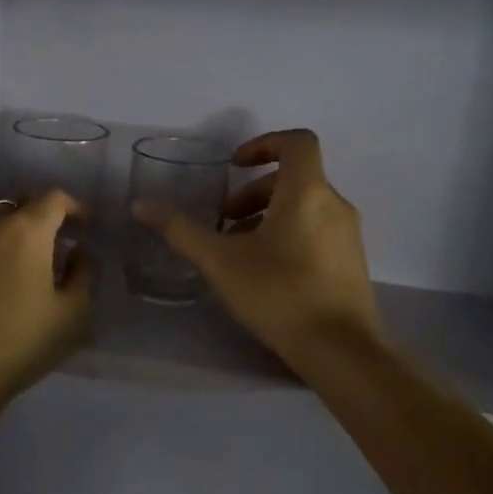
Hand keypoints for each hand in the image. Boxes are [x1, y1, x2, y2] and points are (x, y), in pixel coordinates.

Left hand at [0, 190, 92, 437]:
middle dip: (38, 219)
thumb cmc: (16, 344)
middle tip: (51, 247)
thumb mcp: (69, 316)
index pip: (53, 198)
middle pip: (18, 206)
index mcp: (26, 230)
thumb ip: (82, 274)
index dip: (73, 208)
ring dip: (7, 234)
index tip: (83, 227)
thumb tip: (78, 251)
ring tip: (16, 264)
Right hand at [135, 129, 384, 368]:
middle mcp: (334, 203)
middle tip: (224, 220)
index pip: (297, 142)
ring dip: (269, 215)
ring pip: (305, 206)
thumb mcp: (220, 261)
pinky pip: (318, 229)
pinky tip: (266, 271)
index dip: (264, 144)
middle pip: (294, 177)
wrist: (342, 351)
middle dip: (254, 192)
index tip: (235, 167)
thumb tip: (140, 205)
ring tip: (239, 249)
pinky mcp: (352, 260)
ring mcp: (348, 233)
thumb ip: (180, 230)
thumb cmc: (279, 294)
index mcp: (307, 191)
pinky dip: (290, 233)